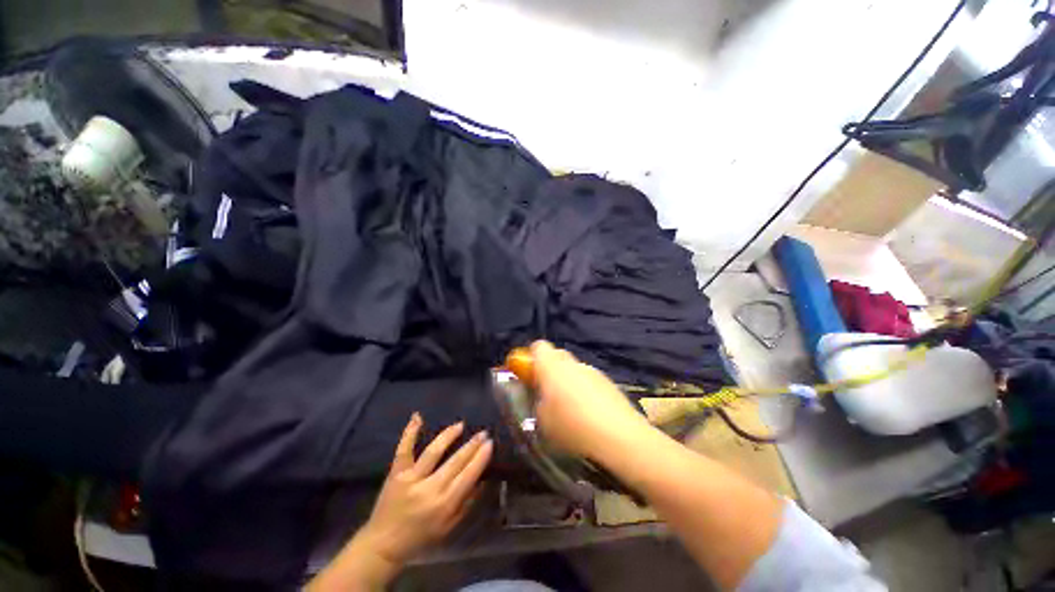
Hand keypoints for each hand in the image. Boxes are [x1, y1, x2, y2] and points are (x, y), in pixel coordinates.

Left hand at [308, 415, 492, 590]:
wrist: (382, 545)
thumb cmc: (420, 538)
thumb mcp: (448, 528)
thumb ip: (467, 504)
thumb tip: (483, 480)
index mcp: (445, 505)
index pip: (468, 475)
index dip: (481, 457)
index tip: (490, 443)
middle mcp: (430, 489)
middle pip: (455, 461)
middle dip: (472, 445)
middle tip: (483, 432)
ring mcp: (411, 479)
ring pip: (433, 452)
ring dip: (449, 436)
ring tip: (461, 425)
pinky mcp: (396, 473)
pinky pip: (404, 450)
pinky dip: (410, 432)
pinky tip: (418, 416)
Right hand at [530, 341, 651, 458]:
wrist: (620, 438)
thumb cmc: (572, 428)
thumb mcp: (543, 420)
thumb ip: (537, 400)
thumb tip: (540, 394)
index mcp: (552, 367)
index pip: (538, 346)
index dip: (531, 357)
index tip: (529, 374)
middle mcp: (572, 363)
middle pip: (557, 355)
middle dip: (549, 369)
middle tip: (547, 391)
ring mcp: (592, 371)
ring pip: (574, 369)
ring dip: (568, 380)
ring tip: (570, 407)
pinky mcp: (608, 382)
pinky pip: (589, 380)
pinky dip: (584, 389)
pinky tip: (589, 413)